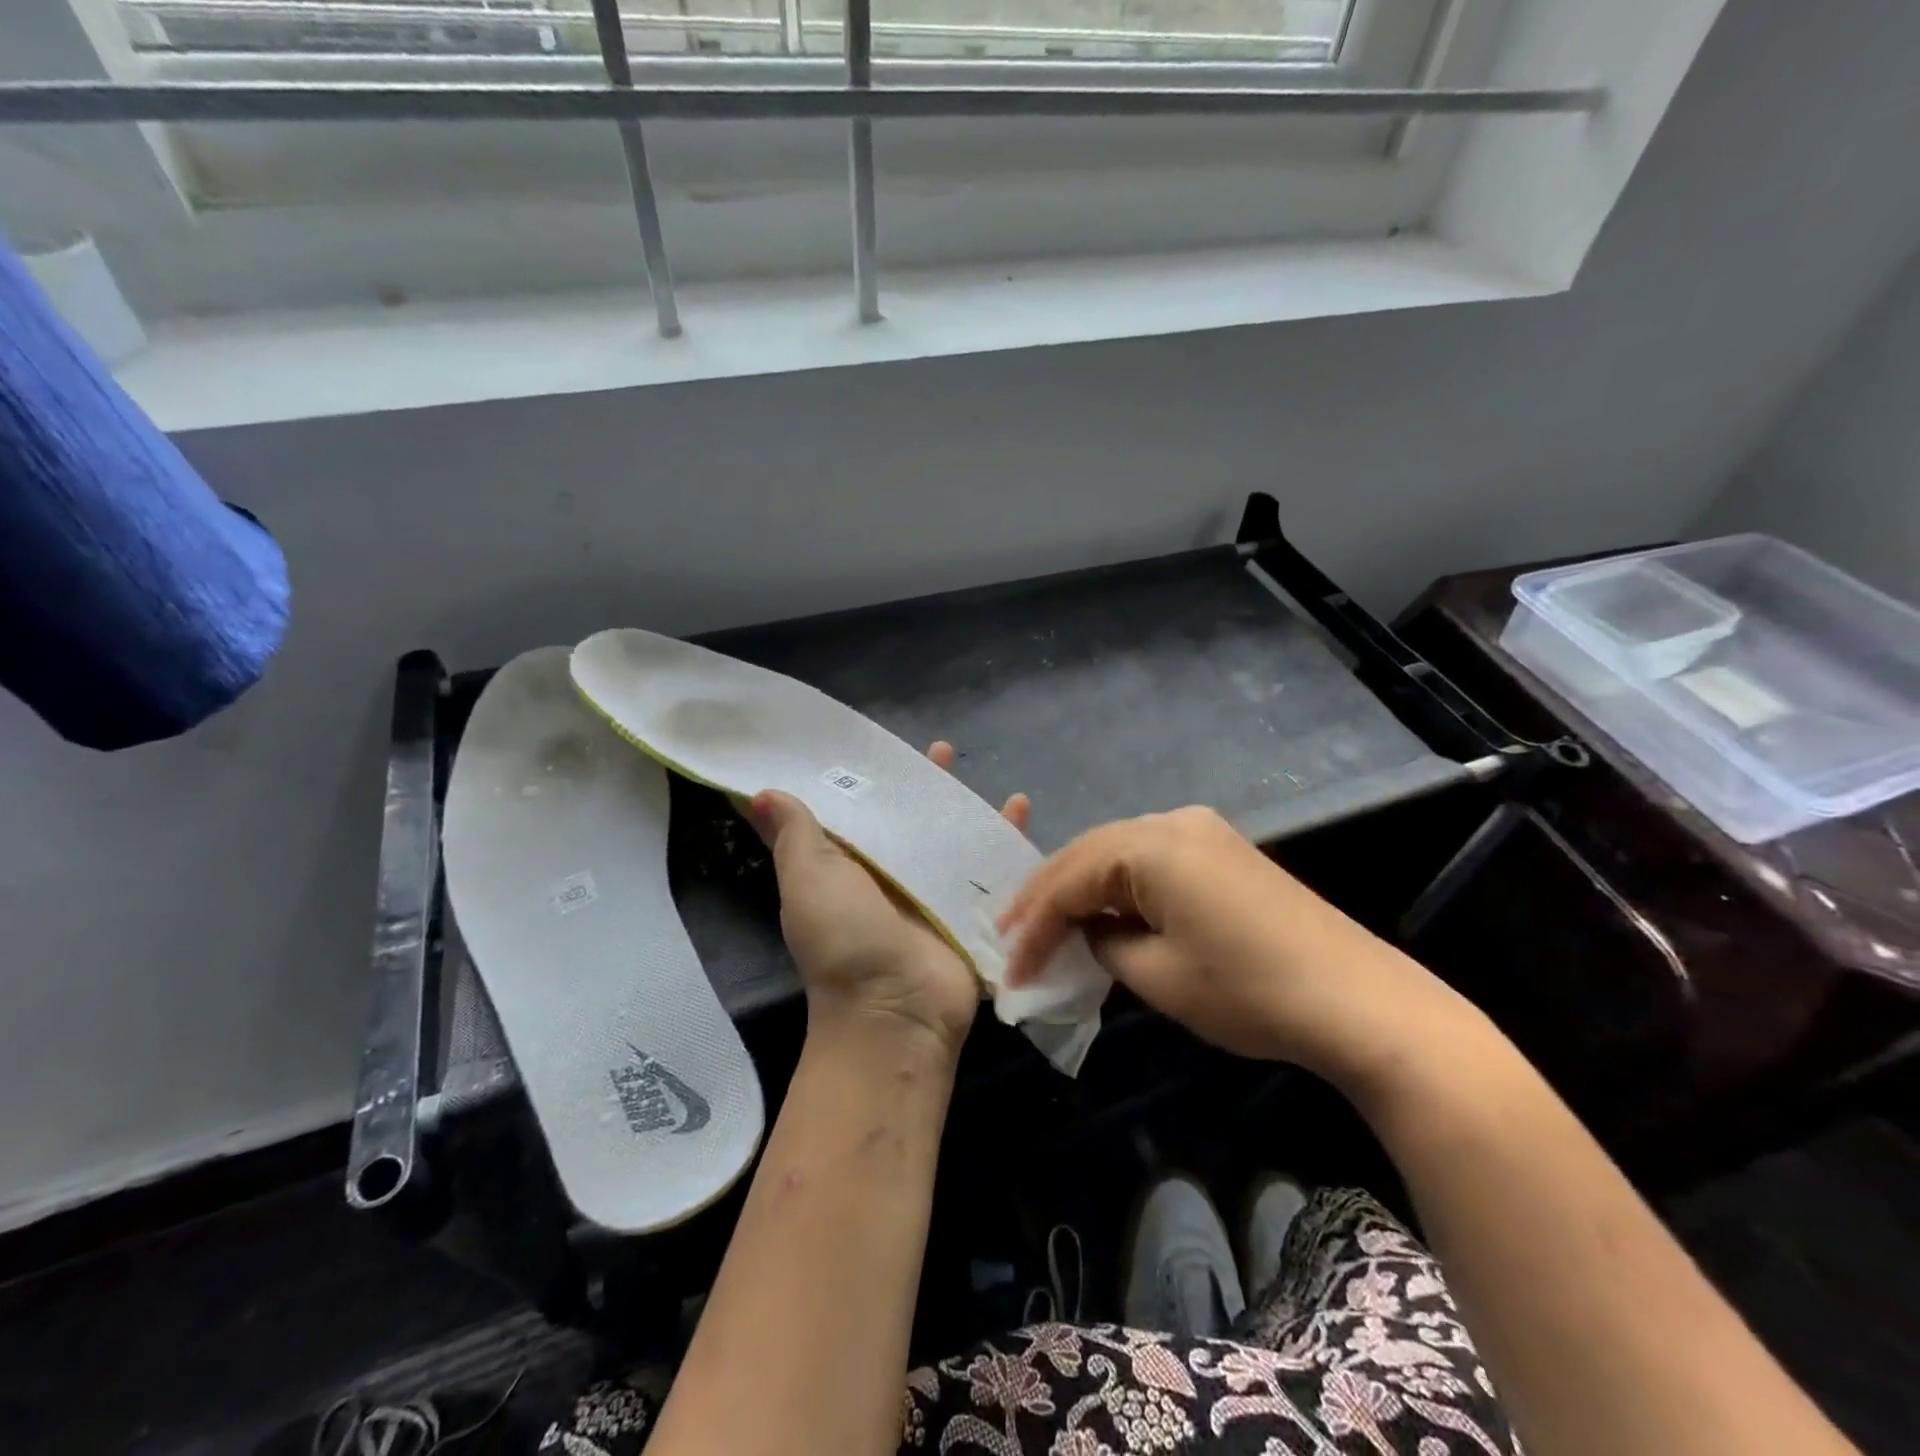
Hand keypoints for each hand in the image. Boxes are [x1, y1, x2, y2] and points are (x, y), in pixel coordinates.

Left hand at [751, 741, 1029, 1061]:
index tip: (880, 743)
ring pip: (952, 834)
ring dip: (963, 803)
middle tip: (941, 750)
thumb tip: (759, 793)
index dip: (869, 779)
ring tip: (973, 768)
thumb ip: (793, 834)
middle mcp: (892, 876)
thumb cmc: (843, 938)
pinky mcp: (972, 906)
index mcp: (850, 866)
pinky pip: (992, 861)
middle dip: (923, 785)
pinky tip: (1021, 804)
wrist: (895, 1010)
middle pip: (912, 818)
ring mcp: (935, 891)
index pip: (861, 811)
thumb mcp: (807, 878)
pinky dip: (1006, 834)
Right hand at [998, 806, 1468, 1083]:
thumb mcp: (1157, 976)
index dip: (1032, 926)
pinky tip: (1105, 910)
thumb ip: (1104, 944)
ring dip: (1081, 887)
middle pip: (1087, 853)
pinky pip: (1150, 858)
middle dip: (1047, 897)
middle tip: (1013, 936)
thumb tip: (1090, 932)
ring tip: (1048, 924)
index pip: (1068, 881)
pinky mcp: (1221, 849)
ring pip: (1117, 852)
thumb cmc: (1248, 991)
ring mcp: (1201, 830)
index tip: (1009, 969)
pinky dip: (1119, 885)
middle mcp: (1171, 820)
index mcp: (1150, 845)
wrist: (1358, 1001)